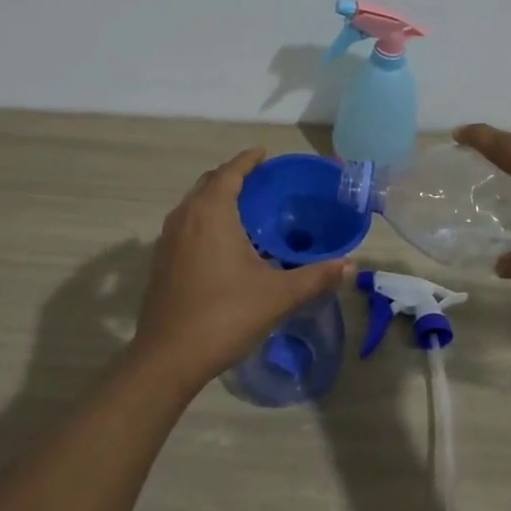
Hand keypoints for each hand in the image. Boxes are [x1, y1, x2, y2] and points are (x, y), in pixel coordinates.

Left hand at [132, 148, 353, 390]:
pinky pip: (185, 224)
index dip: (248, 160)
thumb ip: (315, 277)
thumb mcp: (277, 295)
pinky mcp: (160, 260)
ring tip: (243, 209)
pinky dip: (203, 219)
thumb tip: (350, 265)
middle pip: (209, 183)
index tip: (264, 153)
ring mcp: (168, 238)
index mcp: (211, 212)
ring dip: (215, 198)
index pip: (230, 172)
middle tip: (260, 182)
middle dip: (233, 176)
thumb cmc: (225, 315)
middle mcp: (185, 216)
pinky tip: (221, 243)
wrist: (168, 357)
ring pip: (194, 203)